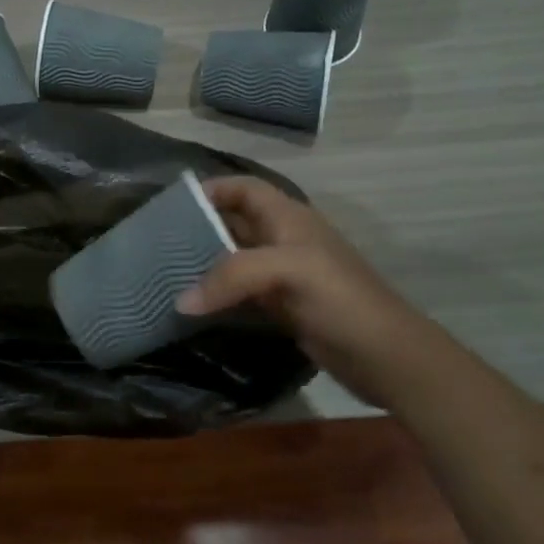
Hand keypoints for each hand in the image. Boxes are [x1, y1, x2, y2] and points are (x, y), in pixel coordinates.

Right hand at [177, 176, 424, 387]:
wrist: (385, 355)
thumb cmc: (340, 298)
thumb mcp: (287, 271)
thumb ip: (232, 277)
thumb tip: (181, 301)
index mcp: (288, 217)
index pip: (245, 188)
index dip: (213, 188)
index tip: (174, 205)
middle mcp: (284, 240)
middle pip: (235, 223)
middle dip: (199, 228)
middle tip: (158, 243)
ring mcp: (283, 275)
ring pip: (235, 259)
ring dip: (205, 264)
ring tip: (166, 273)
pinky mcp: (282, 307)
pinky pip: (241, 292)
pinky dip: (218, 295)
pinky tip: (193, 306)